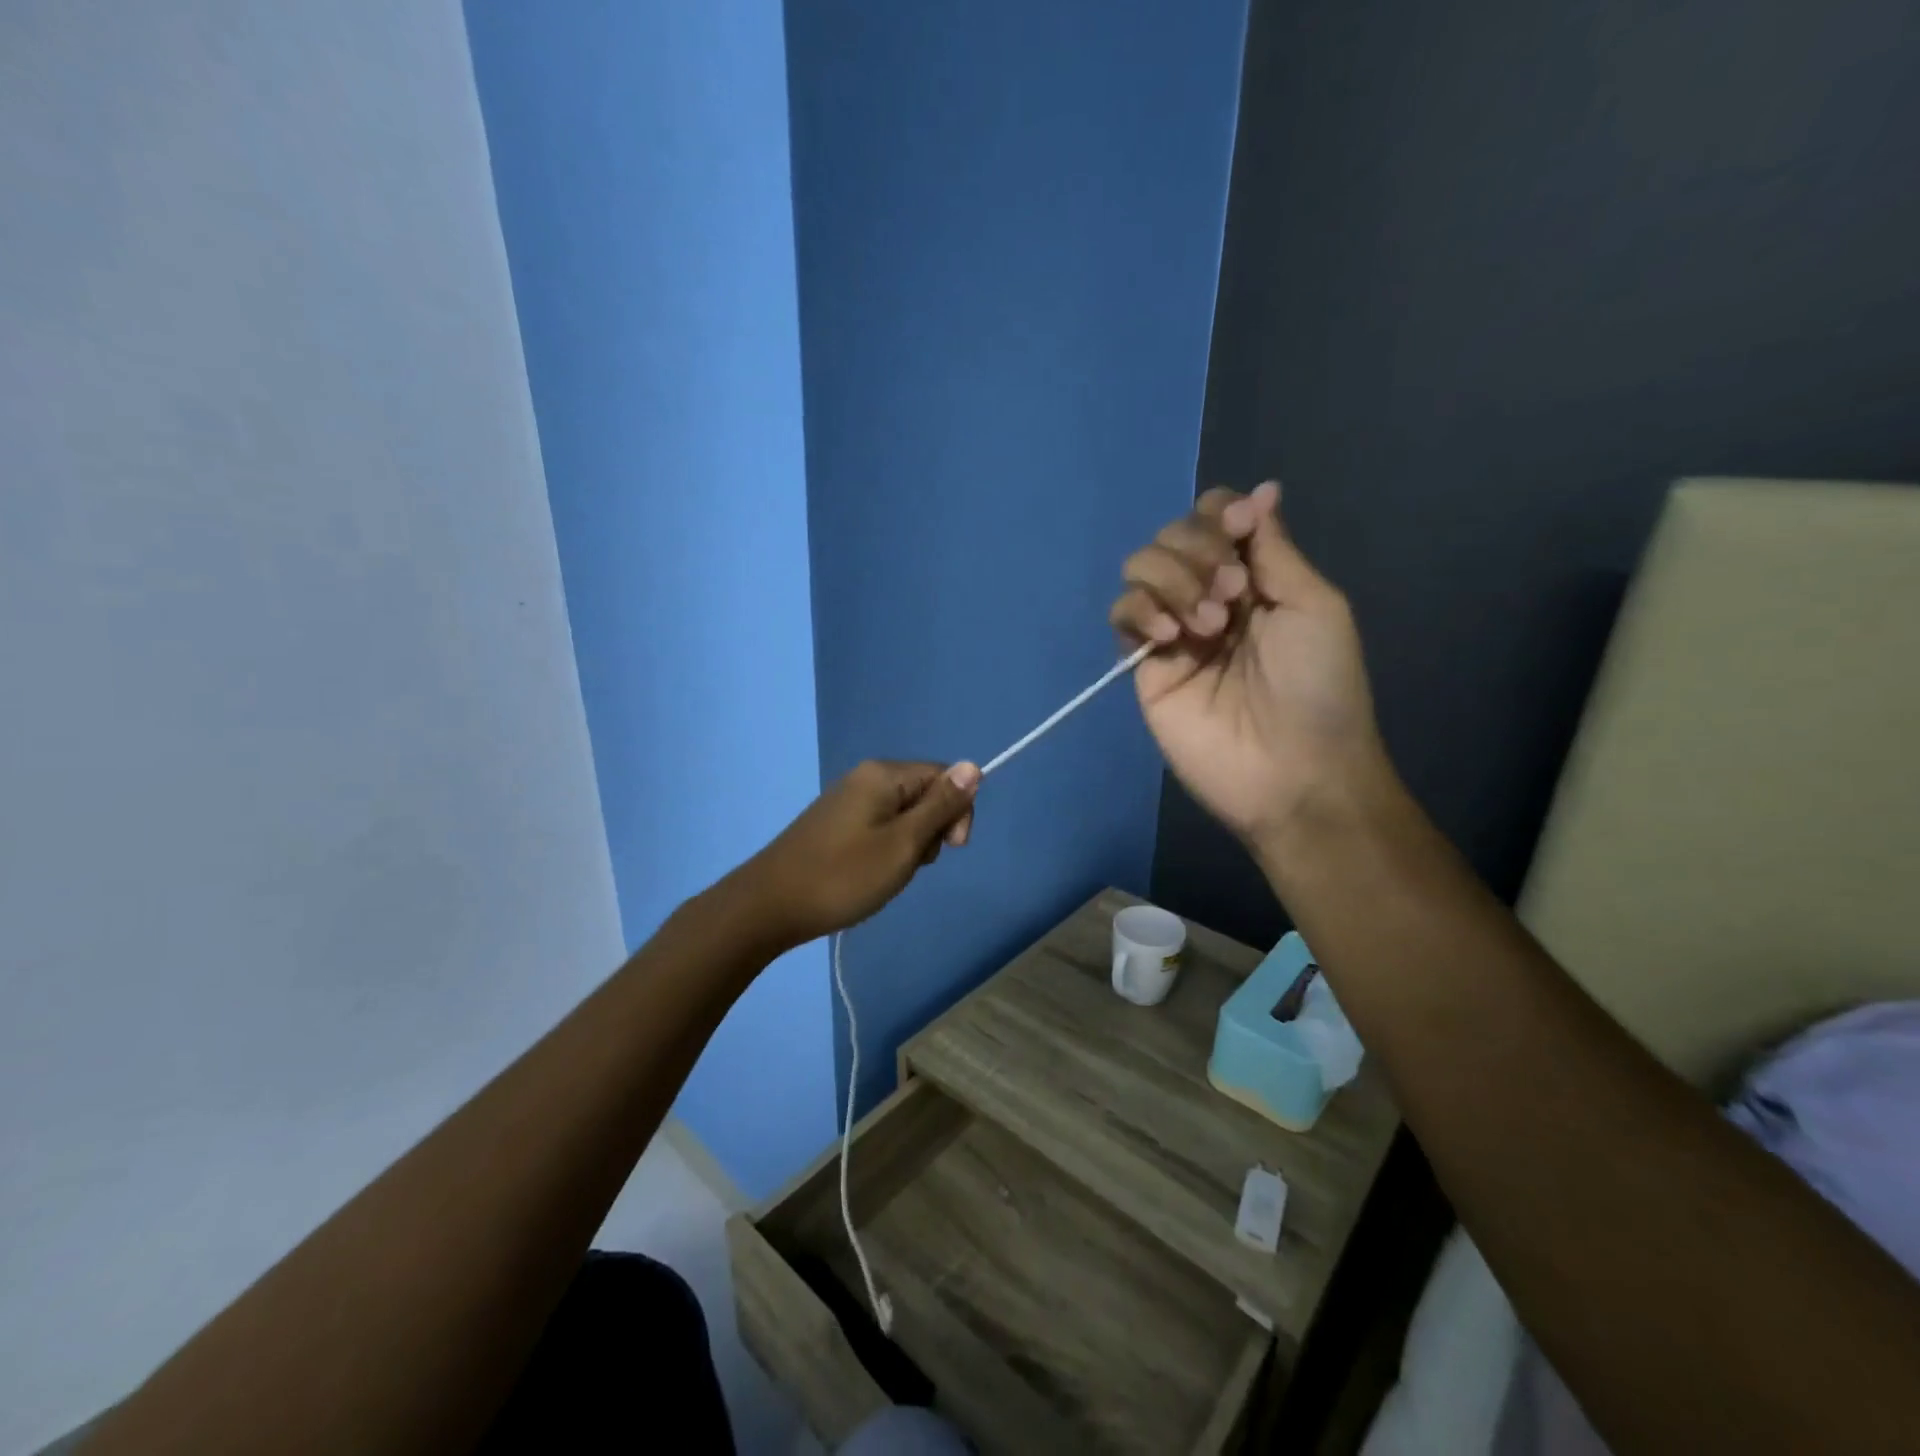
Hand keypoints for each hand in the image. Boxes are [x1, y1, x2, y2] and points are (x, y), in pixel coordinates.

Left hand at [732, 759, 980, 948]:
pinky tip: (870, 873)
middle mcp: (866, 777)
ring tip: (887, 874)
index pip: (946, 776)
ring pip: (904, 815)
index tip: (950, 849)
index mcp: (884, 774)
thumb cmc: (843, 876)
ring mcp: (849, 799)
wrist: (769, 906)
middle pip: (925, 794)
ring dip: (909, 845)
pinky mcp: (837, 822)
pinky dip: (886, 849)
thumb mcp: (903, 844)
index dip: (957, 812)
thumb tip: (974, 765)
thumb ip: (940, 806)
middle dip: (931, 831)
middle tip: (908, 864)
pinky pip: (881, 826)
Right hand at [1109, 482, 1388, 855]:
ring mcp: (1174, 630)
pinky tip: (1171, 639)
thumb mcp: (1314, 605)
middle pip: (1173, 535)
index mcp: (1255, 578)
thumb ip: (1274, 549)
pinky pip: (1122, 614)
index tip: (1238, 530)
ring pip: (1141, 567)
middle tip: (1232, 595)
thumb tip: (1261, 491)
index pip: (1216, 519)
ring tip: (1207, 625)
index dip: (1218, 514)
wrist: (1291, 770)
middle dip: (1199, 551)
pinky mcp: (1144, 665)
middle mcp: (1210, 595)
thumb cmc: (1318, 687)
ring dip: (1173, 580)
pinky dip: (1141, 611)